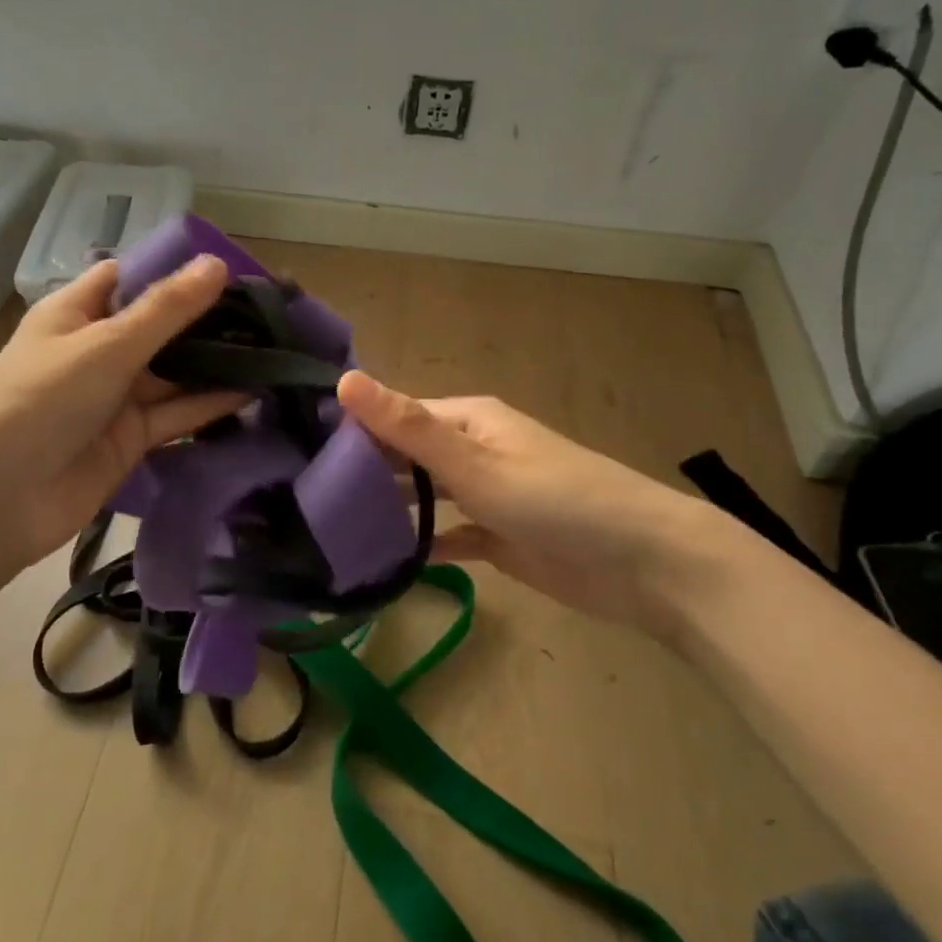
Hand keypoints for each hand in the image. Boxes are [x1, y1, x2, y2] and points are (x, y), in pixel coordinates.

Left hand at [0, 256, 244, 570]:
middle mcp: (98, 350)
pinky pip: (178, 414)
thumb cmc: (43, 400)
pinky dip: (211, 404)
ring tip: (272, 348)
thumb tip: (218, 263)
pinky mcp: (132, 438)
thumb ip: (166, 309)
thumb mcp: (108, 345)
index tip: (231, 270)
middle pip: (160, 326)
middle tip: (267, 311)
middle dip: (207, 320)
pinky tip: (254, 392)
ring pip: (175, 373)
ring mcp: (116, 396)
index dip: (175, 271)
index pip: (130, 278)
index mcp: (77, 313)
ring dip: (215, 364)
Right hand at [338, 371, 744, 638]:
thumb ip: (408, 427)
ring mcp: (484, 495)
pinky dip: (419, 544)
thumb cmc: (556, 500)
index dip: (350, 432)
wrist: (644, 563)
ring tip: (326, 532)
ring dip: (386, 510)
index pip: (393, 417)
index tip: (296, 458)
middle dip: (362, 474)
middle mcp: (471, 451)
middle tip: (300, 502)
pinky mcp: (497, 537)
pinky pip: (447, 535)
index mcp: (466, 420)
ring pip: (423, 497)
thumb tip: (344, 378)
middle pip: (405, 457)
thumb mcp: (475, 463)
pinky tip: (379, 562)